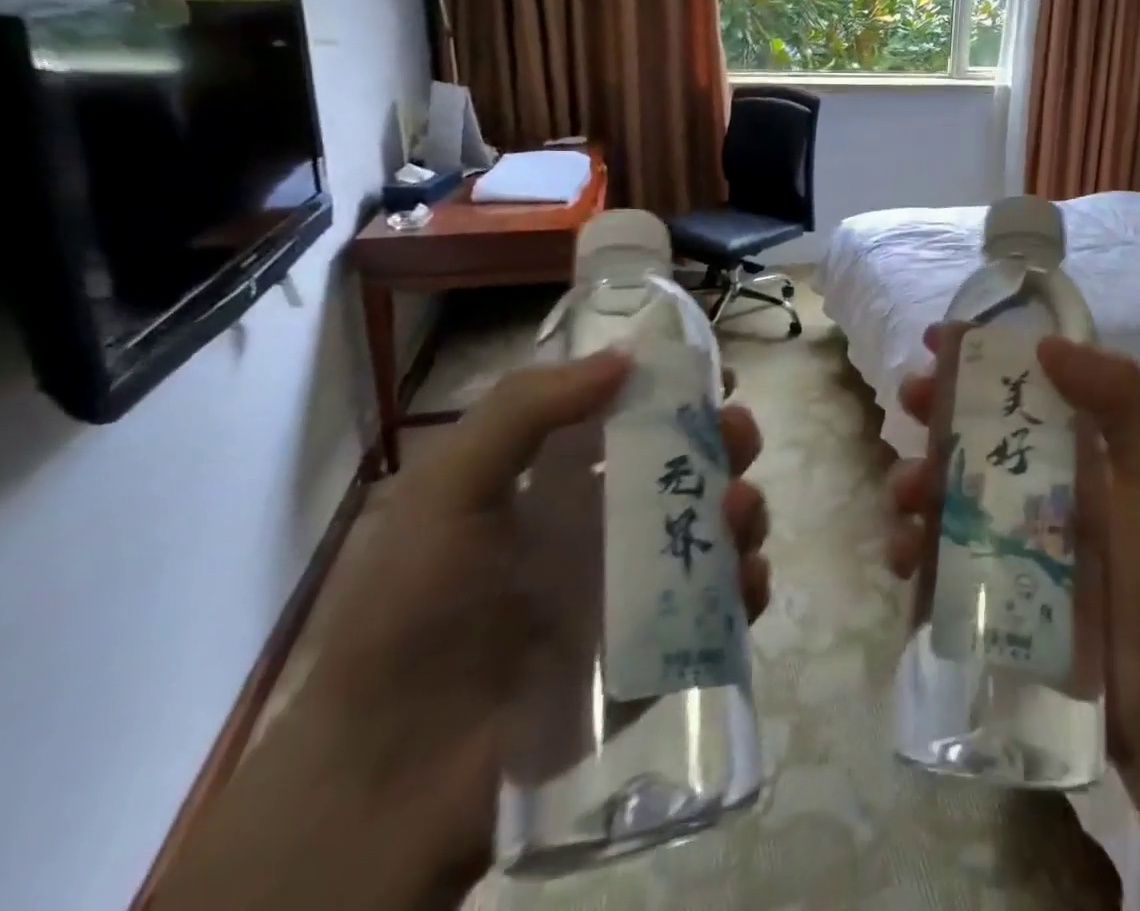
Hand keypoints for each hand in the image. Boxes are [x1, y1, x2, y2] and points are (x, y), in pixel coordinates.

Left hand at [153, 351, 769, 910]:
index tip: (718, 374)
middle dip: (726, 439)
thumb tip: (626, 357)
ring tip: (739, 511)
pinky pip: (722, 607)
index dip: (679, 388)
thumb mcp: (446, 492)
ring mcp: (637, 587)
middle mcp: (605, 523)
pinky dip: (747, 585)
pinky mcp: (659, 648)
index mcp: (559, 479)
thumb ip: (523, 410)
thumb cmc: (414, 614)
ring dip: (744, 507)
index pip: (633, 415)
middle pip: (689, 465)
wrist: (392, 782)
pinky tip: (745, 580)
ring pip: (716, 528)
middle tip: (737, 434)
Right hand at [885, 329, 1139, 767]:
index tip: (937, 339)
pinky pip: (934, 559)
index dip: (977, 359)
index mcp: (1076, 448)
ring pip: (943, 492)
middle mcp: (1038, 484)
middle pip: (971, 433)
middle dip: (934, 410)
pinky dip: (910, 547)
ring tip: (909, 493)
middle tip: (911, 399)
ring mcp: (1009, 539)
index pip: (1018, 387)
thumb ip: (1121, 396)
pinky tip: (905, 552)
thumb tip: (1047, 344)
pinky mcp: (988, 592)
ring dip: (913, 479)